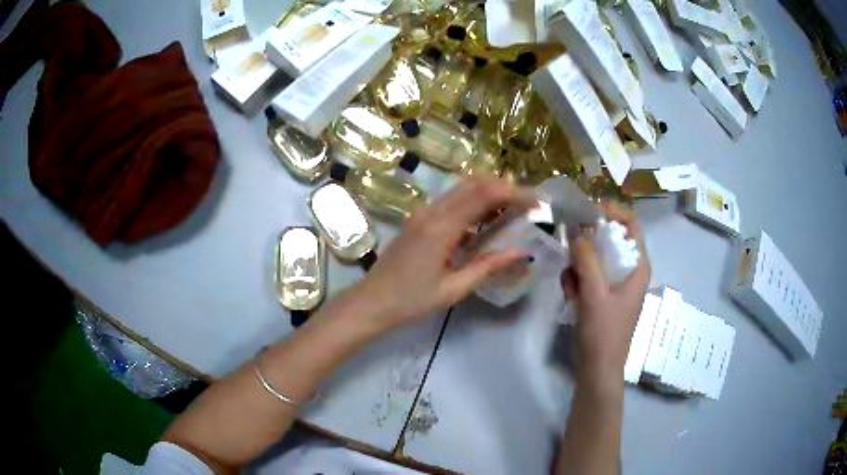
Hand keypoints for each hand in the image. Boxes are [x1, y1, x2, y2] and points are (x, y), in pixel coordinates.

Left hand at [355, 178, 536, 330]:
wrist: (370, 302)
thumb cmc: (410, 301)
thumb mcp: (453, 289)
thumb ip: (487, 266)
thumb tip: (521, 252)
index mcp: (441, 227)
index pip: (485, 195)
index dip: (514, 193)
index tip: (537, 203)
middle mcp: (431, 211)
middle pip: (473, 183)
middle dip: (505, 187)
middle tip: (528, 203)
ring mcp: (422, 213)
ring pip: (461, 188)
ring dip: (489, 191)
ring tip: (513, 209)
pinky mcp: (418, 219)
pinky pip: (451, 200)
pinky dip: (473, 201)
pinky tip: (485, 220)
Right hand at [561, 203, 650, 383]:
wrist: (598, 369)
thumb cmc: (603, 332)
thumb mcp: (593, 292)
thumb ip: (586, 258)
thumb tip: (575, 228)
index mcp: (638, 266)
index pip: (630, 223)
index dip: (610, 211)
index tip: (585, 213)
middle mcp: (630, 270)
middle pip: (609, 239)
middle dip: (587, 246)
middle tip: (571, 256)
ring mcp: (617, 284)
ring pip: (596, 257)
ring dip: (578, 267)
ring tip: (570, 288)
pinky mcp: (605, 295)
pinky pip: (590, 275)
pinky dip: (577, 281)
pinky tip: (571, 298)